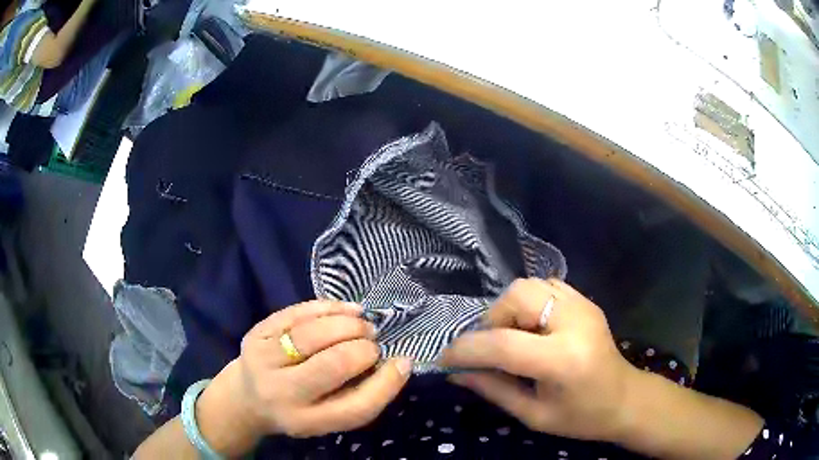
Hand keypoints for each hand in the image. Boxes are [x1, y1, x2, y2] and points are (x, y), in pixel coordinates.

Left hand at [204, 300, 412, 443]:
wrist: (246, 398)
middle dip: (363, 348)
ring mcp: (264, 360)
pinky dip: (327, 308)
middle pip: (333, 365)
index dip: (386, 384)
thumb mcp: (327, 417)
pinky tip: (346, 310)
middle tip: (373, 341)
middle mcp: (282, 393)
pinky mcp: (255, 334)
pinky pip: (296, 313)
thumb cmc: (297, 409)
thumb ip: (358, 396)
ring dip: (347, 324)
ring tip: (362, 323)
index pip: (355, 407)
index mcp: (307, 421)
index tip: (402, 362)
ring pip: (313, 333)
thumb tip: (396, 363)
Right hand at [440, 278, 638, 442]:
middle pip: (517, 296)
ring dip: (508, 311)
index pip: (503, 344)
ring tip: (511, 339)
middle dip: (491, 321)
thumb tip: (455, 373)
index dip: (466, 349)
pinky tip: (531, 330)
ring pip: (529, 286)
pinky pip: (545, 287)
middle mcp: (575, 321)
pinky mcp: (585, 300)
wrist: (625, 399)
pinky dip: (527, 304)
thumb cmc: (581, 417)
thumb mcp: (533, 415)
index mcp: (563, 360)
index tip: (444, 359)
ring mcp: (583, 305)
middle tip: (489, 349)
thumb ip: (493, 390)